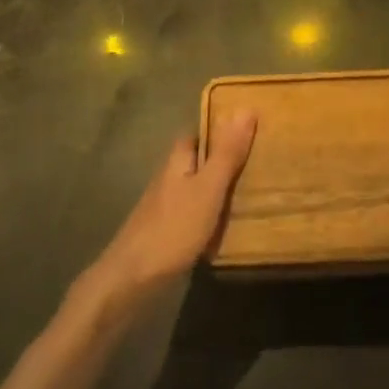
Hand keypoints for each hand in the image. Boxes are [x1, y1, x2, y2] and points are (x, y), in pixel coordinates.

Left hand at [85, 111, 257, 307]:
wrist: (131, 280)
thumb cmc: (173, 228)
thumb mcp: (208, 188)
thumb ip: (227, 153)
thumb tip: (246, 108)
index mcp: (177, 162)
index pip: (197, 134)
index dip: (219, 129)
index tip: (249, 129)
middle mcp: (168, 179)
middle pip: (196, 161)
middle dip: (221, 160)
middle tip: (257, 162)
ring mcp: (164, 208)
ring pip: (195, 188)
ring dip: (217, 188)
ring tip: (251, 192)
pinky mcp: (165, 234)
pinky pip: (193, 214)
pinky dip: (210, 215)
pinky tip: (227, 227)